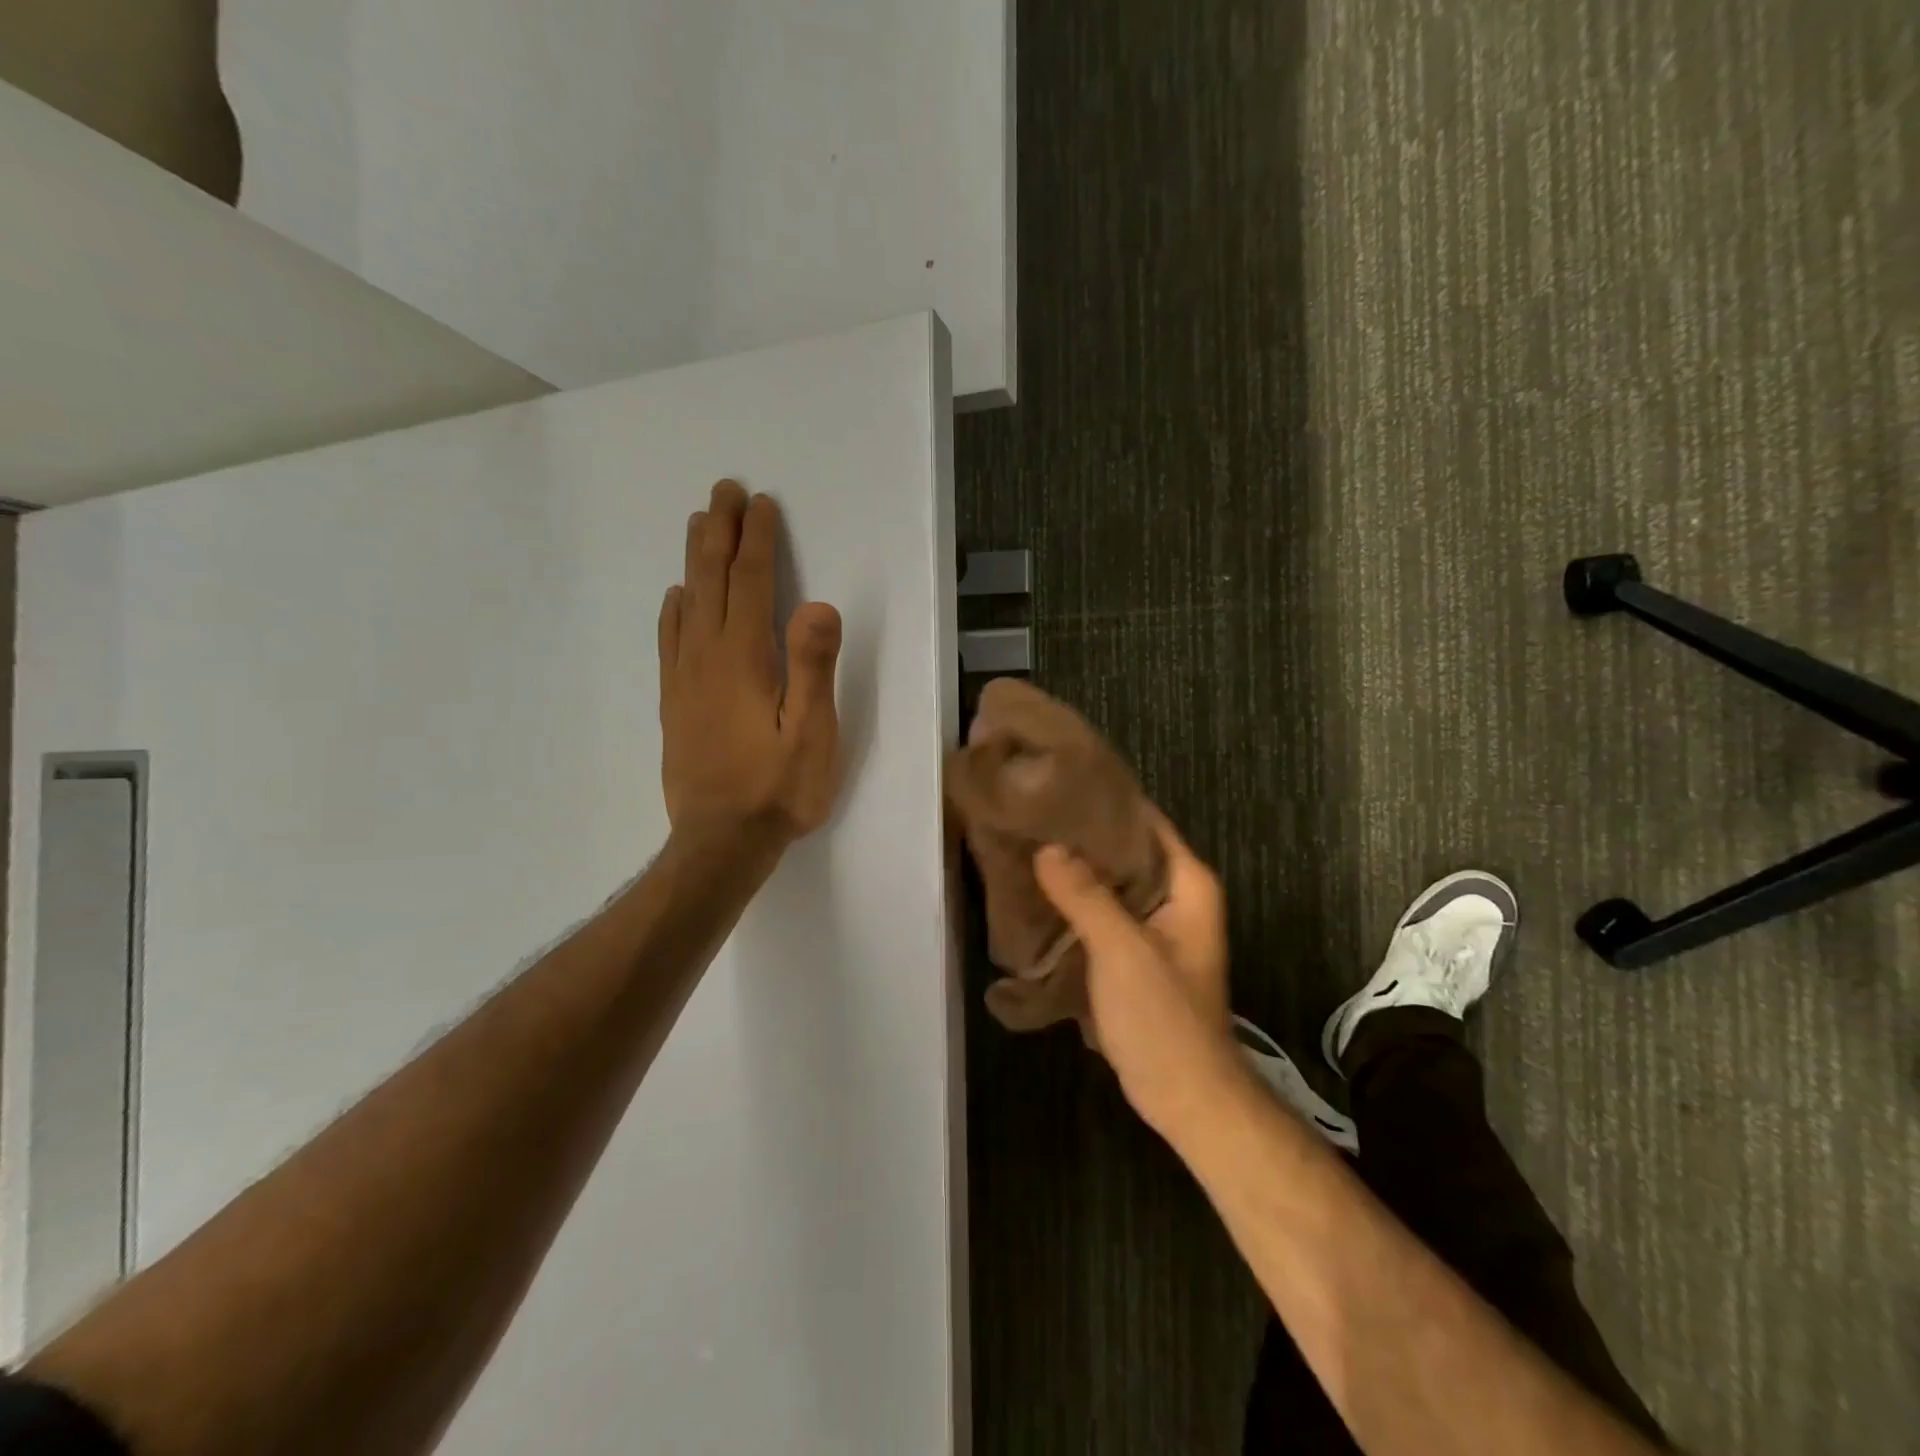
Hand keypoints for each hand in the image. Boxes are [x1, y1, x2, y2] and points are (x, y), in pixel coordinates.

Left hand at [658, 481, 843, 851]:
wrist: (720, 842)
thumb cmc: (778, 789)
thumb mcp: (812, 733)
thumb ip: (813, 667)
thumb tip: (818, 604)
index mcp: (745, 659)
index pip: (752, 584)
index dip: (757, 541)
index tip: (761, 503)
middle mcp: (708, 657)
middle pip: (713, 581)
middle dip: (721, 533)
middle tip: (724, 491)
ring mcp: (685, 679)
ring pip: (688, 603)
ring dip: (695, 560)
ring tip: (699, 524)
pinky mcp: (675, 703)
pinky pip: (670, 641)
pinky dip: (673, 609)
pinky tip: (675, 597)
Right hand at [1033, 812, 1243, 1137]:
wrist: (1184, 1096)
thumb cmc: (1164, 1017)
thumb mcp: (1122, 950)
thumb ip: (1085, 896)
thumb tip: (1047, 848)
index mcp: (1187, 883)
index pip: (1144, 821)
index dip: (1103, 801)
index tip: (1055, 786)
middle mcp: (1175, 896)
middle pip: (1124, 850)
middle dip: (1080, 836)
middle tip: (1030, 815)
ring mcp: (1154, 926)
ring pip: (1110, 883)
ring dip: (1074, 871)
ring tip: (1025, 846)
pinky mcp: (1134, 952)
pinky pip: (1101, 912)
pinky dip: (1074, 903)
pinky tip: (1037, 895)